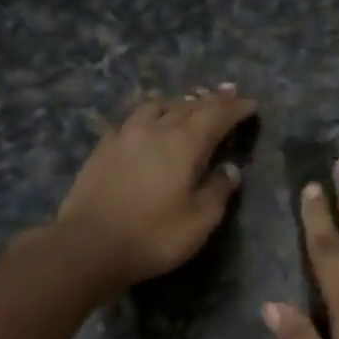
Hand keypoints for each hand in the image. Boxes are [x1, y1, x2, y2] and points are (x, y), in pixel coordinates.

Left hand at [57, 86, 257, 287]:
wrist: (88, 246)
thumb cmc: (153, 236)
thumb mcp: (200, 221)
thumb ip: (219, 190)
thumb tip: (230, 169)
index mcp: (185, 143)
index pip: (217, 115)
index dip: (236, 108)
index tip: (251, 104)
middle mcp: (156, 129)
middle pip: (189, 106)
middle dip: (212, 100)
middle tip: (228, 93)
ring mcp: (125, 135)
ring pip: (157, 106)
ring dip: (178, 103)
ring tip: (188, 104)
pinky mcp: (103, 147)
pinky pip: (132, 119)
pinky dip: (150, 115)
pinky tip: (148, 123)